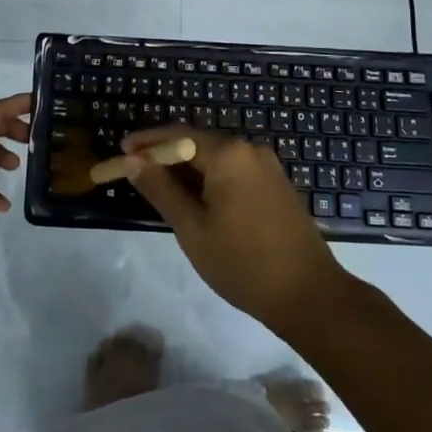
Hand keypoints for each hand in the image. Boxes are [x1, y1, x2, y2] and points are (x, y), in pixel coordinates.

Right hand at [123, 127, 345, 334]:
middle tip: (136, 173)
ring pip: (216, 159)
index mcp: (228, 154)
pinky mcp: (277, 184)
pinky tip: (197, 201)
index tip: (121, 152)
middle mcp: (248, 149)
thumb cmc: (243, 263)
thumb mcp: (192, 228)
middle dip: (165, 156)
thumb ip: (160, 189)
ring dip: (187, 170)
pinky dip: (210, 179)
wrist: (310, 295)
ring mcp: (267, 166)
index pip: (177, 135)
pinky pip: (234, 171)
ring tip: (161, 191)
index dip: (146, 142)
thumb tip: (132, 161)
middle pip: (197, 143)